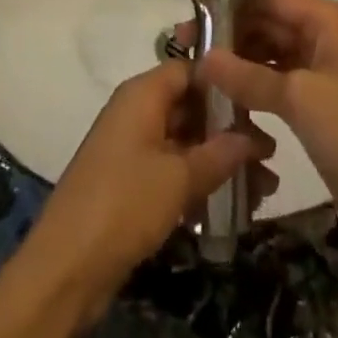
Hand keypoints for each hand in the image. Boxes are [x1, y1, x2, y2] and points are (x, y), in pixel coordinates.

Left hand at [20, 61, 272, 317]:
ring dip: (221, 161)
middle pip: (190, 106)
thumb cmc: (124, 204)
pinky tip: (235, 205)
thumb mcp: (179, 177)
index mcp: (141, 95)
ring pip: (185, 142)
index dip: (224, 82)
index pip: (189, 70)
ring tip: (265, 188)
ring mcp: (132, 149)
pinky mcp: (130, 183)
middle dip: (230, 130)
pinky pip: (173, 170)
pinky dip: (201, 181)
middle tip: (271, 155)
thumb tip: (253, 137)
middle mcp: (136, 113)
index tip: (261, 100)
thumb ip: (220, 153)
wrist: (66, 267)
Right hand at [199, 0, 337, 263]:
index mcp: (328, 21)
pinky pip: (276, 84)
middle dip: (229, 35)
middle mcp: (324, 38)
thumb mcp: (300, 98)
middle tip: (184, 50)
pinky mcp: (317, 106)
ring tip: (196, 74)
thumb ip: (248, 76)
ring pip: (269, 54)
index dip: (231, 3)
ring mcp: (321, 73)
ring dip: (237, 63)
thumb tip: (202, 58)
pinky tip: (221, 99)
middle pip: (268, 23)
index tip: (192, 18)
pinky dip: (251, 88)